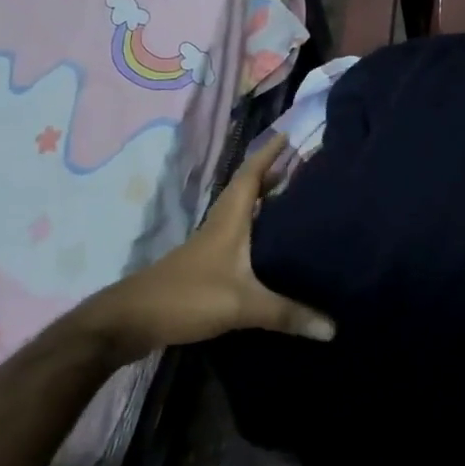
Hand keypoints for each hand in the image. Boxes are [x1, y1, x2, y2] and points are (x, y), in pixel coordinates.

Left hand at [78, 133, 334, 353]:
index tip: (287, 136)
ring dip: (264, 203)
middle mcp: (220, 227)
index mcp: (229, 221)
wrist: (130, 321)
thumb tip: (334, 329)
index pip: (249, 176)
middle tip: (302, 169)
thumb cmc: (187, 297)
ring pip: (242, 215)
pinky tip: (271, 248)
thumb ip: (287, 314)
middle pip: (247, 192)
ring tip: (293, 202)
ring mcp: (210, 247)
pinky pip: (238, 238)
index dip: (267, 155)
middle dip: (272, 176)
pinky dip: (257, 232)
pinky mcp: (205, 268)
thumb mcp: (242, 304)